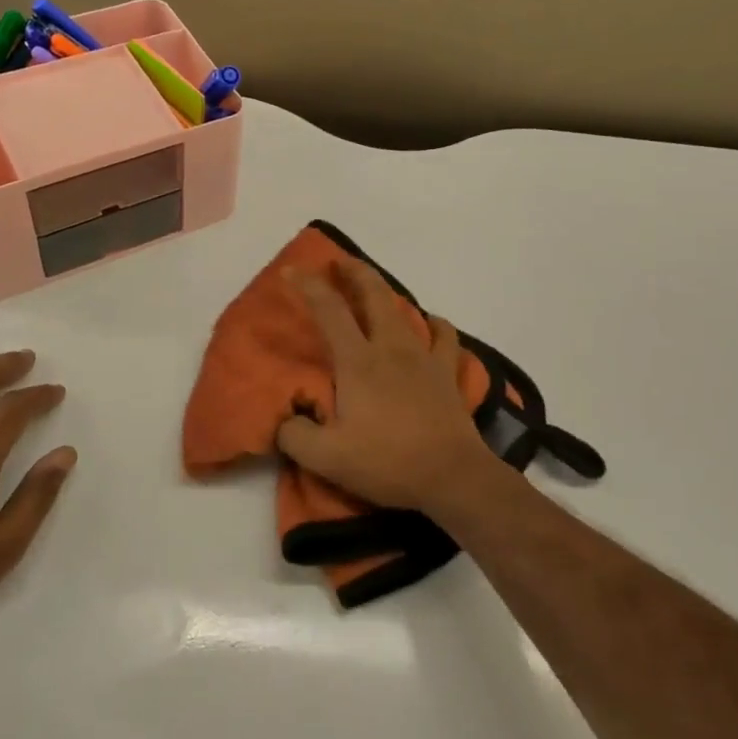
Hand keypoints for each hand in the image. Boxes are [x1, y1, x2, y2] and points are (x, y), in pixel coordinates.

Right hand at [275, 264, 512, 521]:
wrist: (452, 477)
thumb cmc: (387, 462)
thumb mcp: (327, 457)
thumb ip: (295, 435)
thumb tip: (284, 420)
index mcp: (358, 362)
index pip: (329, 311)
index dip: (308, 286)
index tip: (291, 271)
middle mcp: (391, 348)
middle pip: (374, 295)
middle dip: (354, 272)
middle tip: (339, 261)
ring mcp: (424, 358)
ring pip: (405, 310)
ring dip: (387, 293)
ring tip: (377, 291)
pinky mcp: (448, 374)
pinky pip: (444, 337)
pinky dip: (435, 324)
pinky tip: (430, 323)